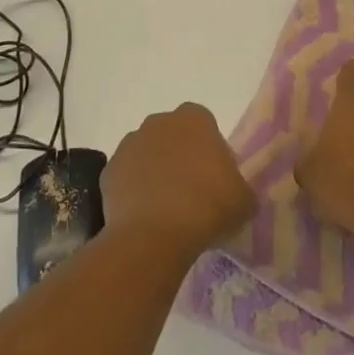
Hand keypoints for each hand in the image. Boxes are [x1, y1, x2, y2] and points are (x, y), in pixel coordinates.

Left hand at [102, 103, 255, 264]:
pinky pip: (127, 178)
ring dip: (155, 172)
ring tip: (167, 209)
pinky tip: (145, 217)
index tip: (215, 177)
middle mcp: (159, 122)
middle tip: (192, 192)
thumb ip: (241, 187)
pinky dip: (134, 192)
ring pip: (147, 155)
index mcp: (194, 119)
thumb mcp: (244, 200)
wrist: (155, 235)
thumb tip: (235, 193)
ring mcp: (130, 145)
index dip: (210, 149)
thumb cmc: (207, 206)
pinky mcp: (109, 171)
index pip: (204, 124)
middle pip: (172, 136)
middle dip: (180, 156)